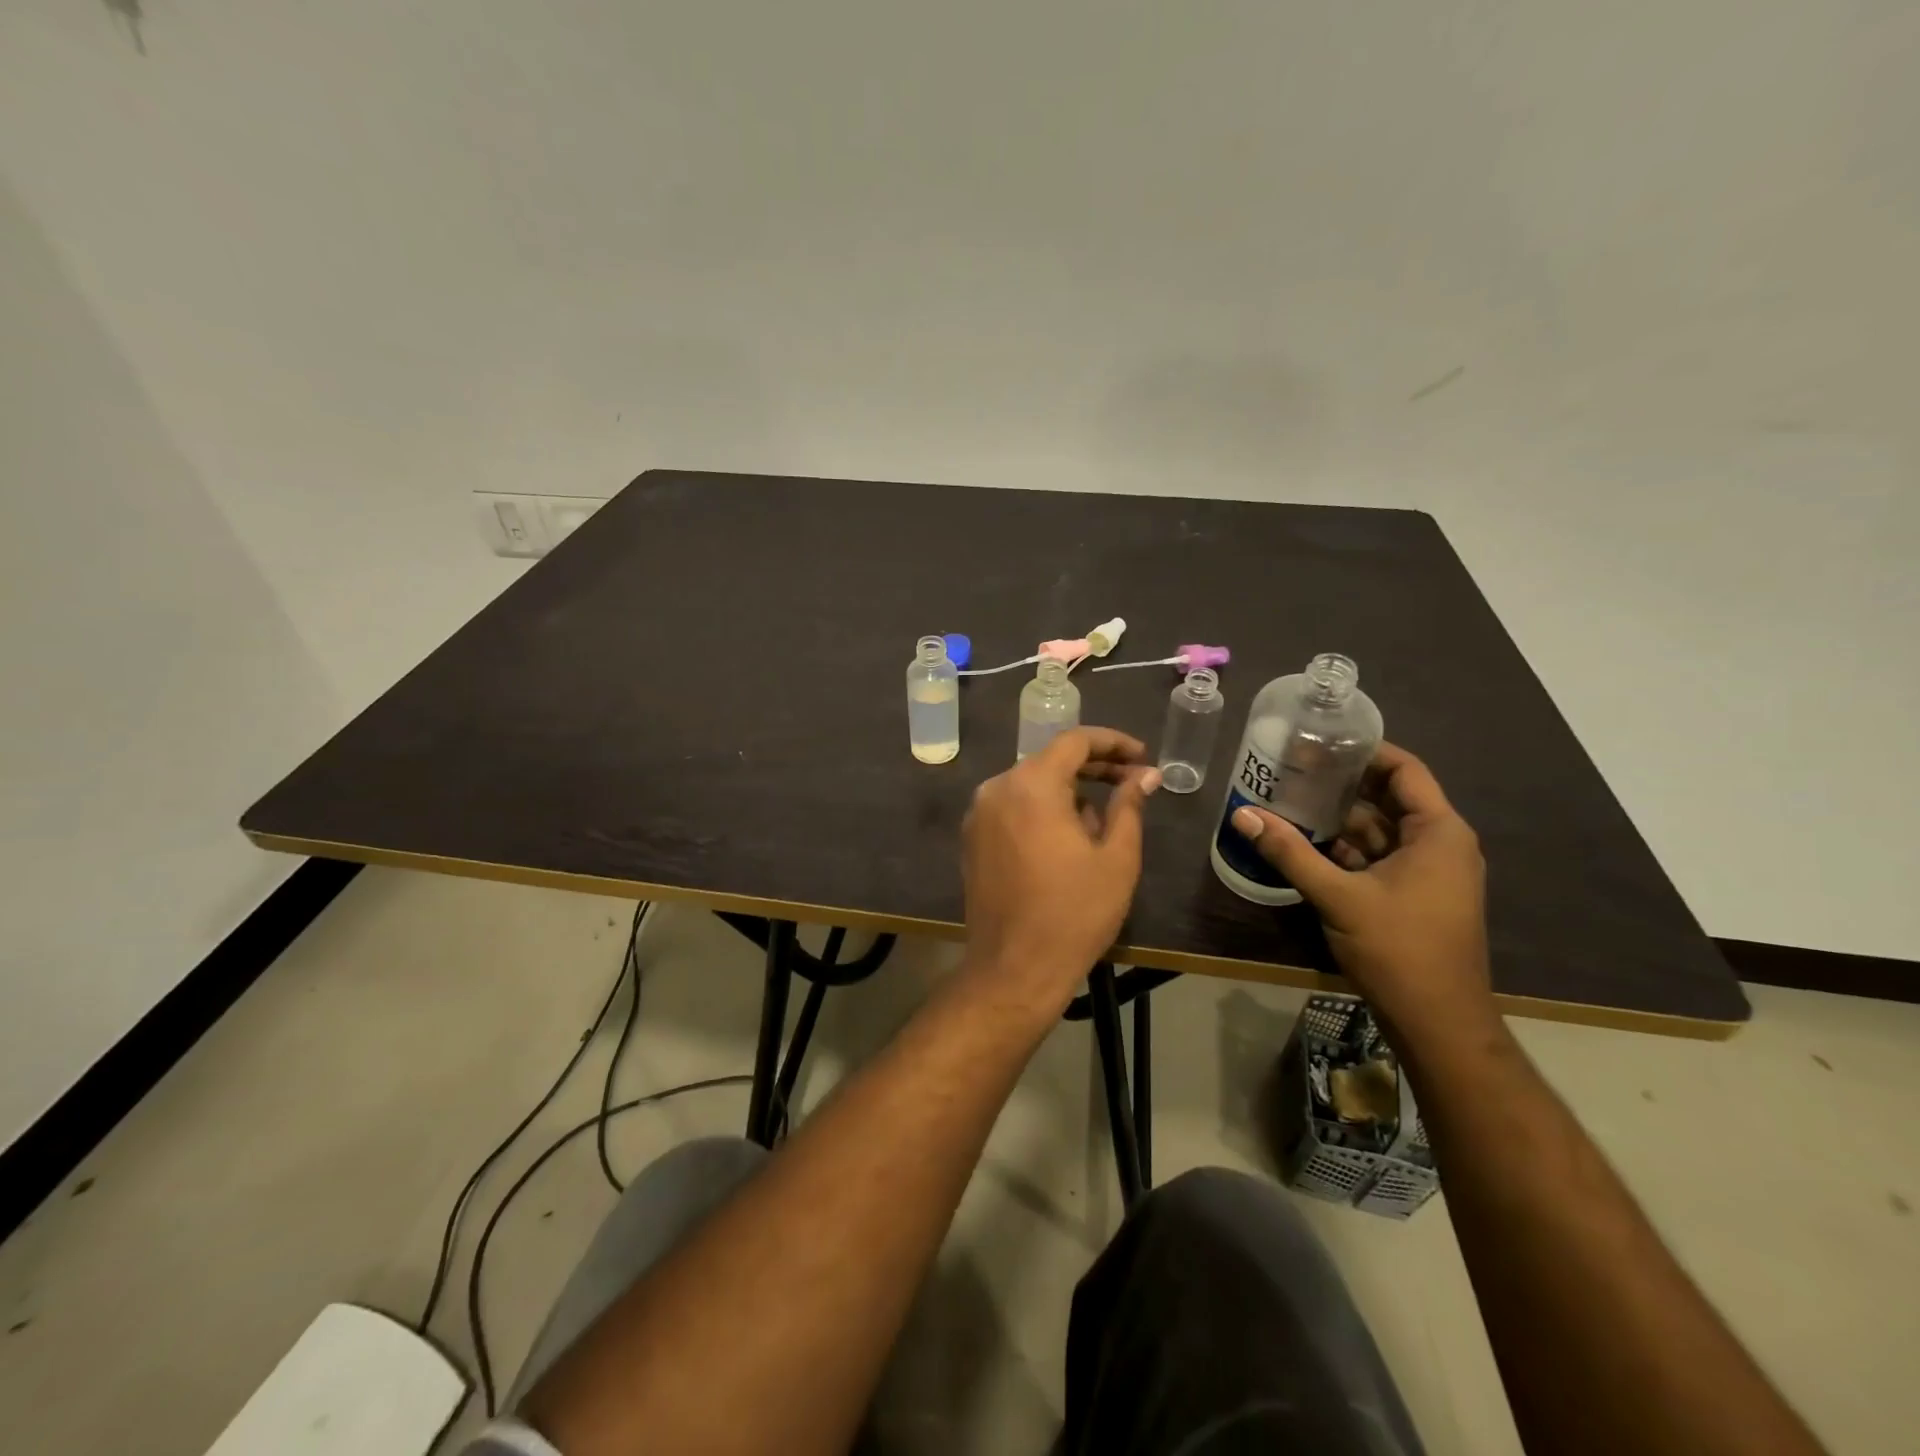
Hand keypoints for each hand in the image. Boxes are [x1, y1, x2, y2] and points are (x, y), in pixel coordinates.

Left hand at [961, 728, 1160, 1012]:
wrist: (1014, 969)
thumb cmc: (1074, 913)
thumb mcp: (1116, 858)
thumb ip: (1130, 805)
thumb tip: (1145, 775)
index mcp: (1031, 785)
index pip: (1074, 741)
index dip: (1113, 743)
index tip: (1142, 757)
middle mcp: (997, 789)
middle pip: (1050, 761)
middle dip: (1093, 769)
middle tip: (1132, 783)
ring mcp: (978, 815)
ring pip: (1031, 786)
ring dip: (1068, 794)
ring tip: (1102, 827)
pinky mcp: (972, 840)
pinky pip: (1013, 809)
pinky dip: (1041, 812)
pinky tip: (1066, 842)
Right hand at [1228, 742, 1495, 1052]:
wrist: (1438, 1022)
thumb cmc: (1398, 949)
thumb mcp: (1338, 896)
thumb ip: (1290, 852)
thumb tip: (1242, 815)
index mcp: (1439, 832)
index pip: (1405, 770)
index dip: (1365, 751)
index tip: (1321, 740)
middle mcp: (1441, 844)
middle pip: (1389, 797)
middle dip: (1342, 783)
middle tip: (1292, 767)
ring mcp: (1429, 872)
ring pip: (1381, 829)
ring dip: (1340, 817)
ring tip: (1290, 798)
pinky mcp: (1414, 895)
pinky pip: (1379, 856)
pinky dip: (1347, 847)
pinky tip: (1306, 841)